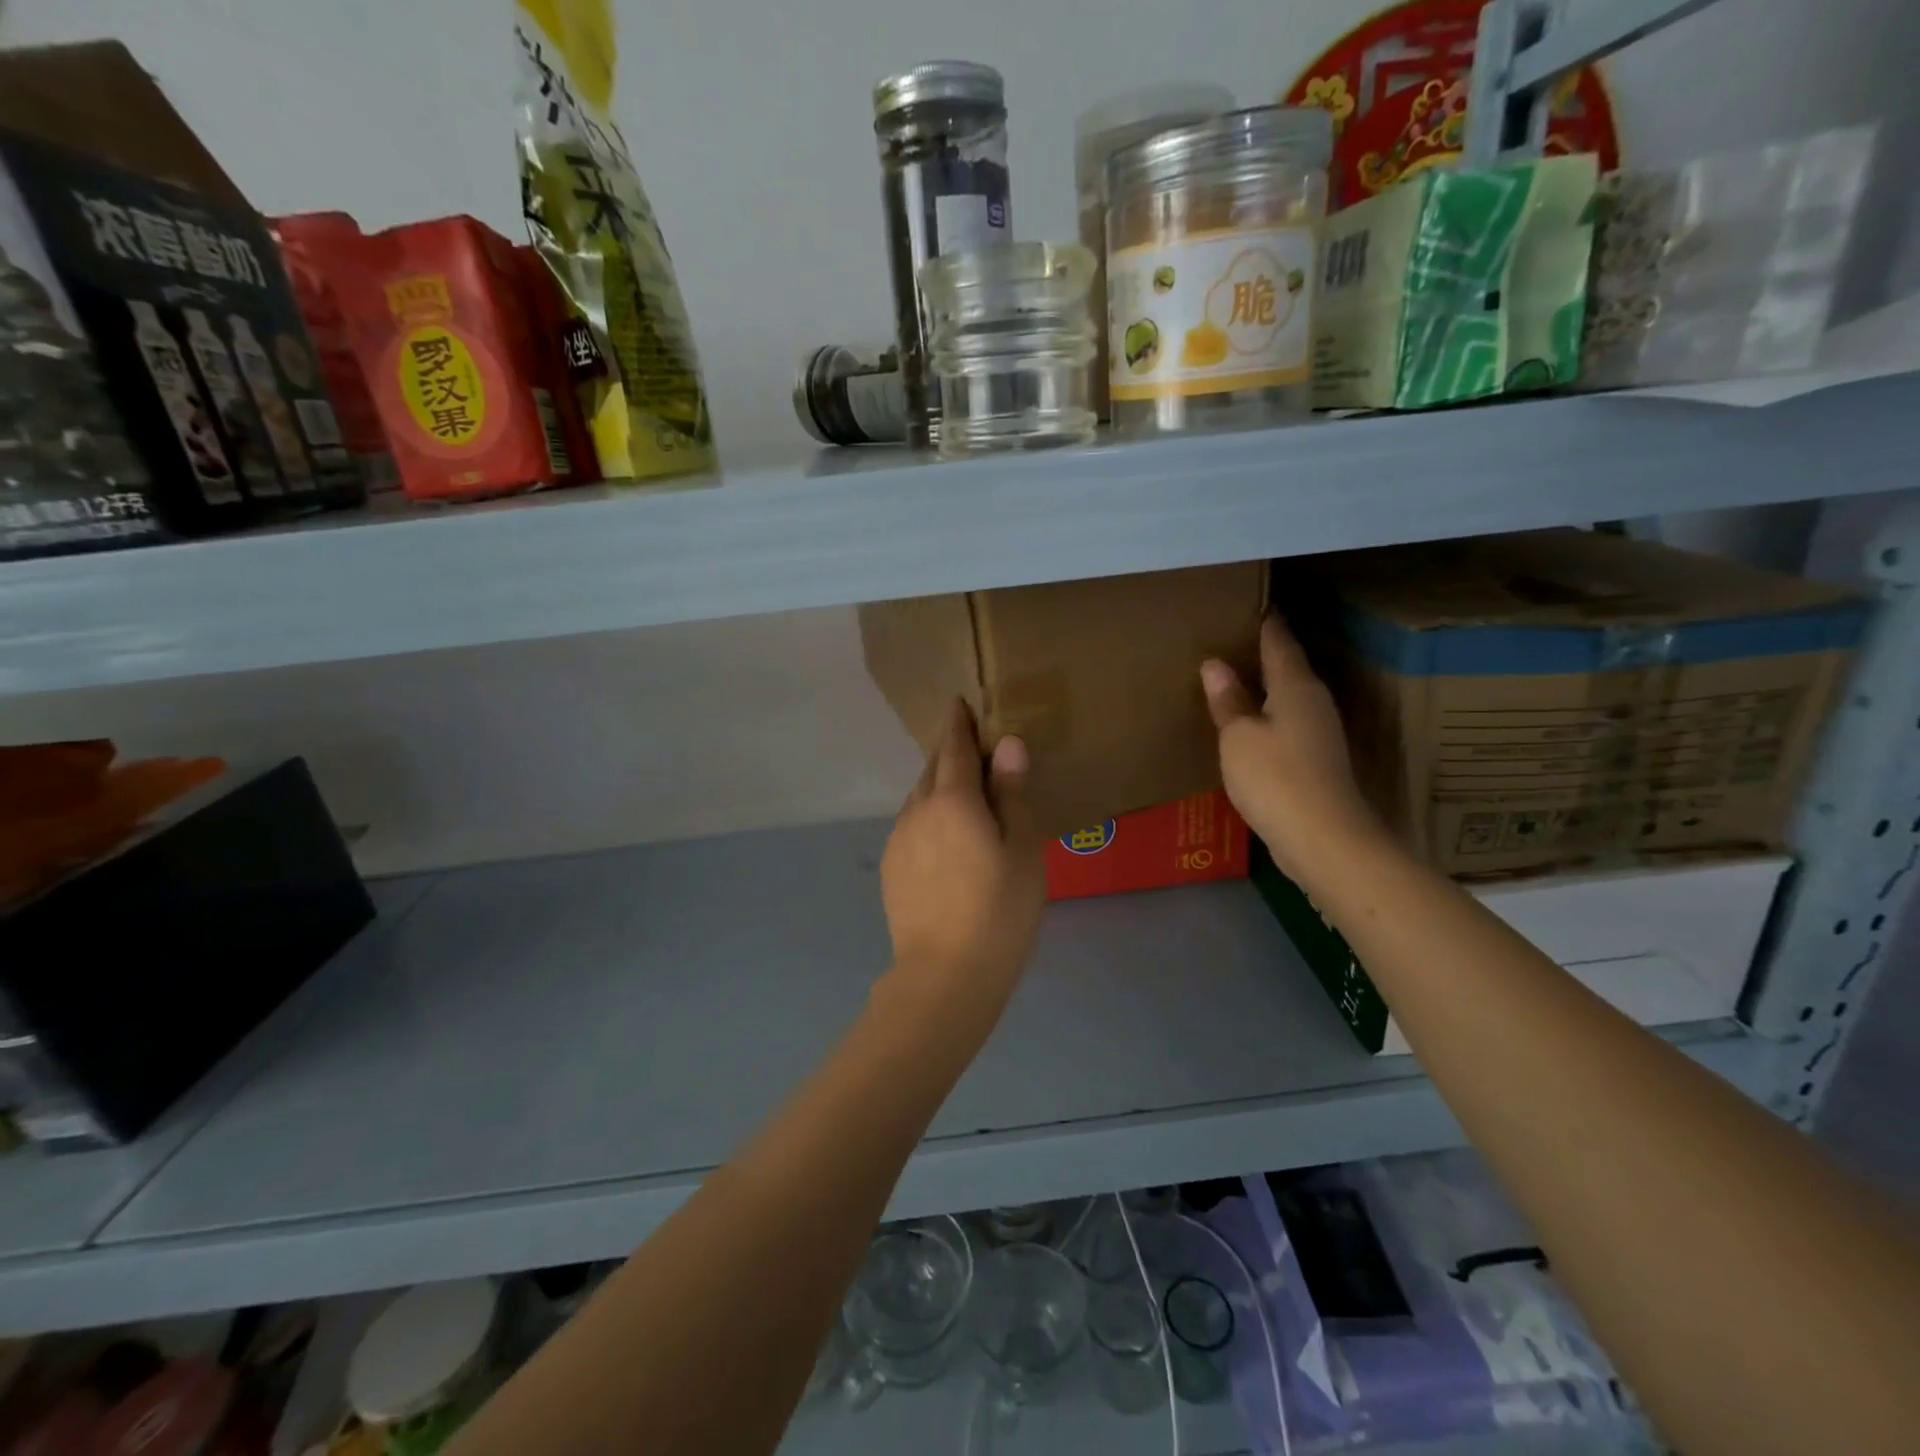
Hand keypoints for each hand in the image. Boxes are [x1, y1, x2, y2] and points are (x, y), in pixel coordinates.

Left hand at [880, 700, 1045, 1015]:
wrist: (945, 975)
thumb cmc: (999, 910)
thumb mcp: (1021, 849)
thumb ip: (1012, 793)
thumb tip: (1007, 744)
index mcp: (952, 799)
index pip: (954, 747)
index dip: (958, 723)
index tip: (959, 703)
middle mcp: (918, 810)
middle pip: (933, 769)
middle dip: (950, 753)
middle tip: (973, 749)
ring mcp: (899, 839)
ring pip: (919, 798)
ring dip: (938, 786)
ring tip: (962, 794)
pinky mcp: (892, 867)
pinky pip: (912, 825)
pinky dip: (929, 816)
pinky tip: (945, 837)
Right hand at [1201, 615, 1386, 881]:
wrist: (1323, 840)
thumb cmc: (1276, 778)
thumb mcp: (1239, 736)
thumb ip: (1227, 700)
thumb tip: (1215, 663)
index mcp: (1296, 686)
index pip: (1279, 641)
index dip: (1264, 622)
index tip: (1248, 604)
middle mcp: (1313, 702)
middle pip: (1287, 668)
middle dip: (1260, 654)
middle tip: (1227, 640)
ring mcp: (1318, 733)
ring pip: (1286, 697)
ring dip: (1262, 688)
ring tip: (1230, 680)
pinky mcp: (1315, 760)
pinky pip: (1285, 724)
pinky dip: (1266, 717)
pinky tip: (1245, 725)